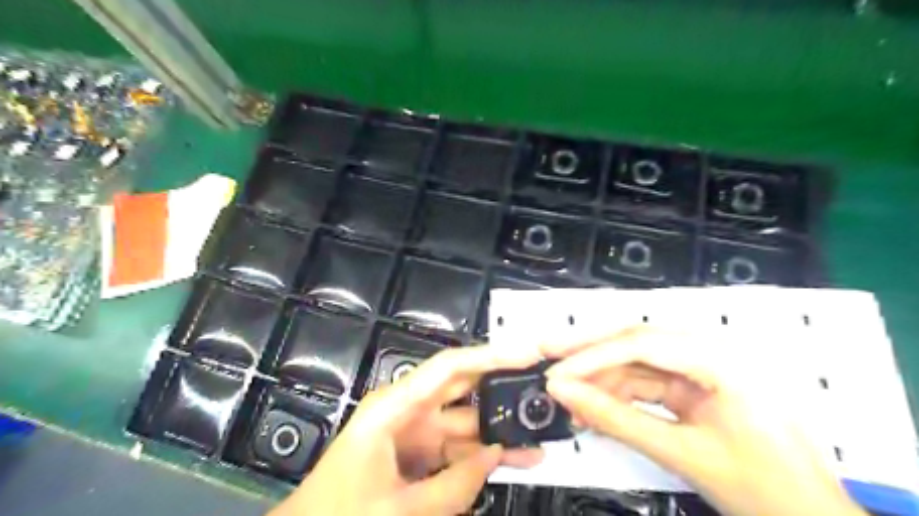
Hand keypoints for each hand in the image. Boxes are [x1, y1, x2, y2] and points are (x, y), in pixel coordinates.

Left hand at [270, 343, 543, 515]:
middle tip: (541, 388)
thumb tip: (495, 455)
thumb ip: (453, 487)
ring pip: (466, 423)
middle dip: (501, 387)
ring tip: (540, 438)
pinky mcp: (419, 454)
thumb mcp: (398, 510)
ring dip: (499, 430)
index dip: (490, 356)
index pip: (449, 368)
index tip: (527, 355)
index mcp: (394, 406)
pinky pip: (458, 449)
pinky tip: (513, 459)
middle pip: (463, 388)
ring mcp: (415, 433)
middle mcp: (407, 410)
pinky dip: (484, 455)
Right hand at [540, 326, 866, 515]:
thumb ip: (617, 420)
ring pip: (636, 361)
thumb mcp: (682, 454)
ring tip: (568, 396)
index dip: (592, 356)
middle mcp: (709, 352)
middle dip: (589, 351)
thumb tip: (565, 394)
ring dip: (601, 378)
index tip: (555, 373)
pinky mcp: (693, 386)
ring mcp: (701, 368)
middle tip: (547, 353)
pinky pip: (646, 382)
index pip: (641, 344)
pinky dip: (618, 394)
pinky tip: (595, 409)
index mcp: (719, 360)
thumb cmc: (762, 490)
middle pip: (635, 340)